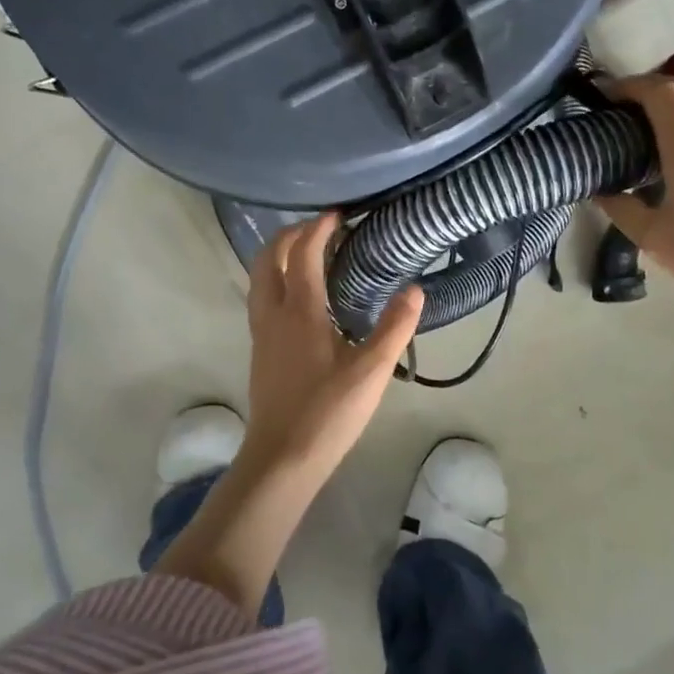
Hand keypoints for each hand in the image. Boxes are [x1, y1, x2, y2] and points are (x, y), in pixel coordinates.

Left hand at [243, 214, 423, 471]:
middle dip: (288, 235)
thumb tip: (414, 289)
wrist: (282, 458)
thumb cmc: (328, 412)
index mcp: (299, 312)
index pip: (302, 254)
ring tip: (306, 255)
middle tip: (318, 229)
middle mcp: (273, 315)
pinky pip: (261, 299)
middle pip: (267, 259)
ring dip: (277, 257)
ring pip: (258, 280)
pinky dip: (276, 281)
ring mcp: (262, 334)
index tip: (337, 215)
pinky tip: (300, 299)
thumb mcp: (372, 371)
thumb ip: (394, 328)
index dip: (318, 229)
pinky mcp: (260, 352)